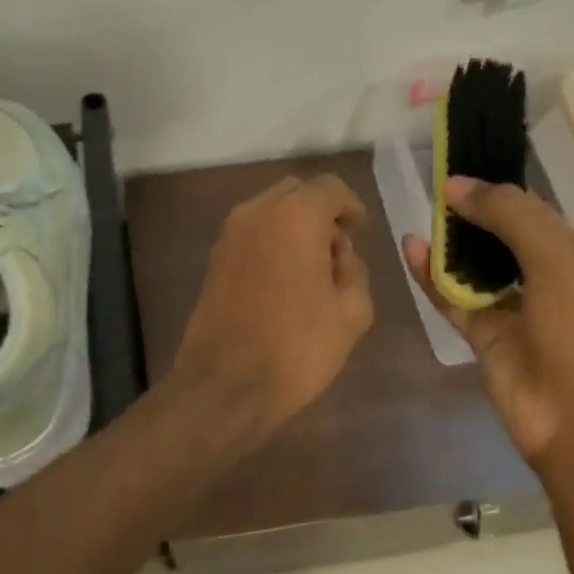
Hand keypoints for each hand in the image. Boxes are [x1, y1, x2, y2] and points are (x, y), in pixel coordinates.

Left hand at [172, 174, 374, 437]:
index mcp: (295, 215)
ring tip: (311, 270)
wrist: (226, 385)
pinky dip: (271, 244)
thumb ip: (354, 269)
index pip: (330, 188)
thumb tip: (338, 252)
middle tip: (337, 250)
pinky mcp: (213, 260)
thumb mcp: (352, 311)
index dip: (351, 207)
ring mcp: (228, 235)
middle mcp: (256, 212)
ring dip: (293, 228)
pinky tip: (284, 281)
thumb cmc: (297, 347)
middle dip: (320, 213)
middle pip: (296, 193)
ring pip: (269, 212)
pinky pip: (251, 235)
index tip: (360, 232)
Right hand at [403, 177, 573, 464]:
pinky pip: (453, 299)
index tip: (458, 171)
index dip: (498, 192)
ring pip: (475, 268)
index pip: (535, 212)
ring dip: (449, 244)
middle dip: (470, 215)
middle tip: (433, 190)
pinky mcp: (485, 337)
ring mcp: (514, 310)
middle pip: (502, 238)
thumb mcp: (557, 258)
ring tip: (420, 215)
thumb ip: (509, 215)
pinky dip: (432, 277)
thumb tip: (456, 184)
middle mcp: (548, 279)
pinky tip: (410, 250)